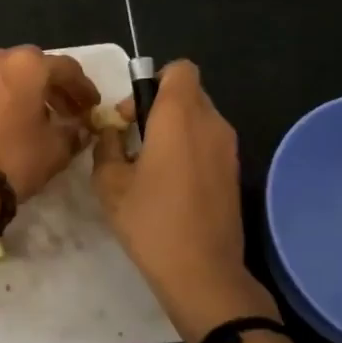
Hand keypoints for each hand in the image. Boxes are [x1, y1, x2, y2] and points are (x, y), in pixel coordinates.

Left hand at [0, 46, 99, 202]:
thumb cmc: (14, 159)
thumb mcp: (56, 150)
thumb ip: (73, 132)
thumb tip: (79, 128)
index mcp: (28, 65)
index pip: (67, 68)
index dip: (83, 88)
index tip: (91, 106)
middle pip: (32, 66)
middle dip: (51, 86)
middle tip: (65, 111)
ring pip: (3, 74)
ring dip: (21, 89)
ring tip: (31, 115)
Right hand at [92, 61, 261, 334]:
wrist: (202, 273)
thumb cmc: (151, 222)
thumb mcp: (110, 183)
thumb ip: (107, 146)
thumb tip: (112, 132)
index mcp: (180, 116)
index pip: (180, 69)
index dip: (153, 81)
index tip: (131, 114)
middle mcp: (211, 123)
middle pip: (188, 93)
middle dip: (157, 106)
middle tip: (131, 140)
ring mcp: (228, 149)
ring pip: (199, 119)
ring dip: (173, 129)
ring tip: (148, 165)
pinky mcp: (234, 172)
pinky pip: (209, 143)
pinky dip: (189, 149)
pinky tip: (169, 185)